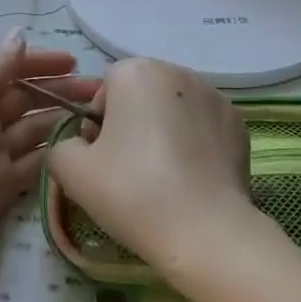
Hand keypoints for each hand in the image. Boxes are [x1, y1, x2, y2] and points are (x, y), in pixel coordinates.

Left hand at [0, 32, 97, 291]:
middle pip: (26, 100)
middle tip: (101, 93)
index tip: (75, 62)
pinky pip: (34, 165)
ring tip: (100, 118)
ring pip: (34, 132)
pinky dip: (56, 155)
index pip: (8, 70)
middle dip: (60, 92)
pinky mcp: (1, 191)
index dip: (40, 63)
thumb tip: (20, 34)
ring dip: (63, 121)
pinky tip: (83, 149)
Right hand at [45, 58, 254, 273]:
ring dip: (165, 131)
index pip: (105, 91)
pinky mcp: (237, 123)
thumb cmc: (132, 191)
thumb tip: (79, 146)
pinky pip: (204, 126)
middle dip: (133, 124)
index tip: (102, 159)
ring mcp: (214, 95)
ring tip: (164, 177)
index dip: (98, 125)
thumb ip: (63, 147)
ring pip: (175, 110)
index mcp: (136, 72)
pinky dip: (195, 144)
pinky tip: (191, 178)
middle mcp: (178, 72)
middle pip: (142, 95)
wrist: (203, 229)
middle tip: (129, 170)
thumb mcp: (72, 172)